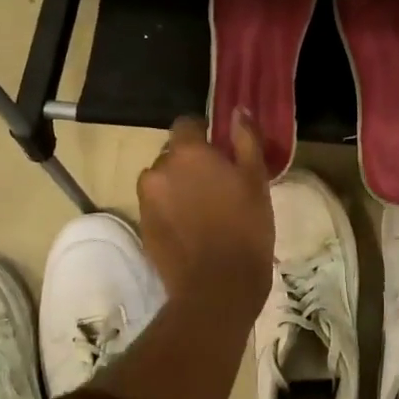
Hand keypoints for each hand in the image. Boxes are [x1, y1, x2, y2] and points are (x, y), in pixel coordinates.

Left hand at [137, 115, 273, 319]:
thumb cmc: (246, 229)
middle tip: (219, 185)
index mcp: (187, 153)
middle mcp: (158, 169)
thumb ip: (246, 140)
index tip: (223, 152)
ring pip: (163, 181)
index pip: (187, 123)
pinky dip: (171, 210)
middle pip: (173, 154)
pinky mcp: (142, 226)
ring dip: (178, 187)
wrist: (217, 287)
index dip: (205, 134)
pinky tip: (193, 230)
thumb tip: (237, 111)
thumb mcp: (256, 180)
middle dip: (191, 163)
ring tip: (204, 210)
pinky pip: (157, 206)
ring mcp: (146, 200)